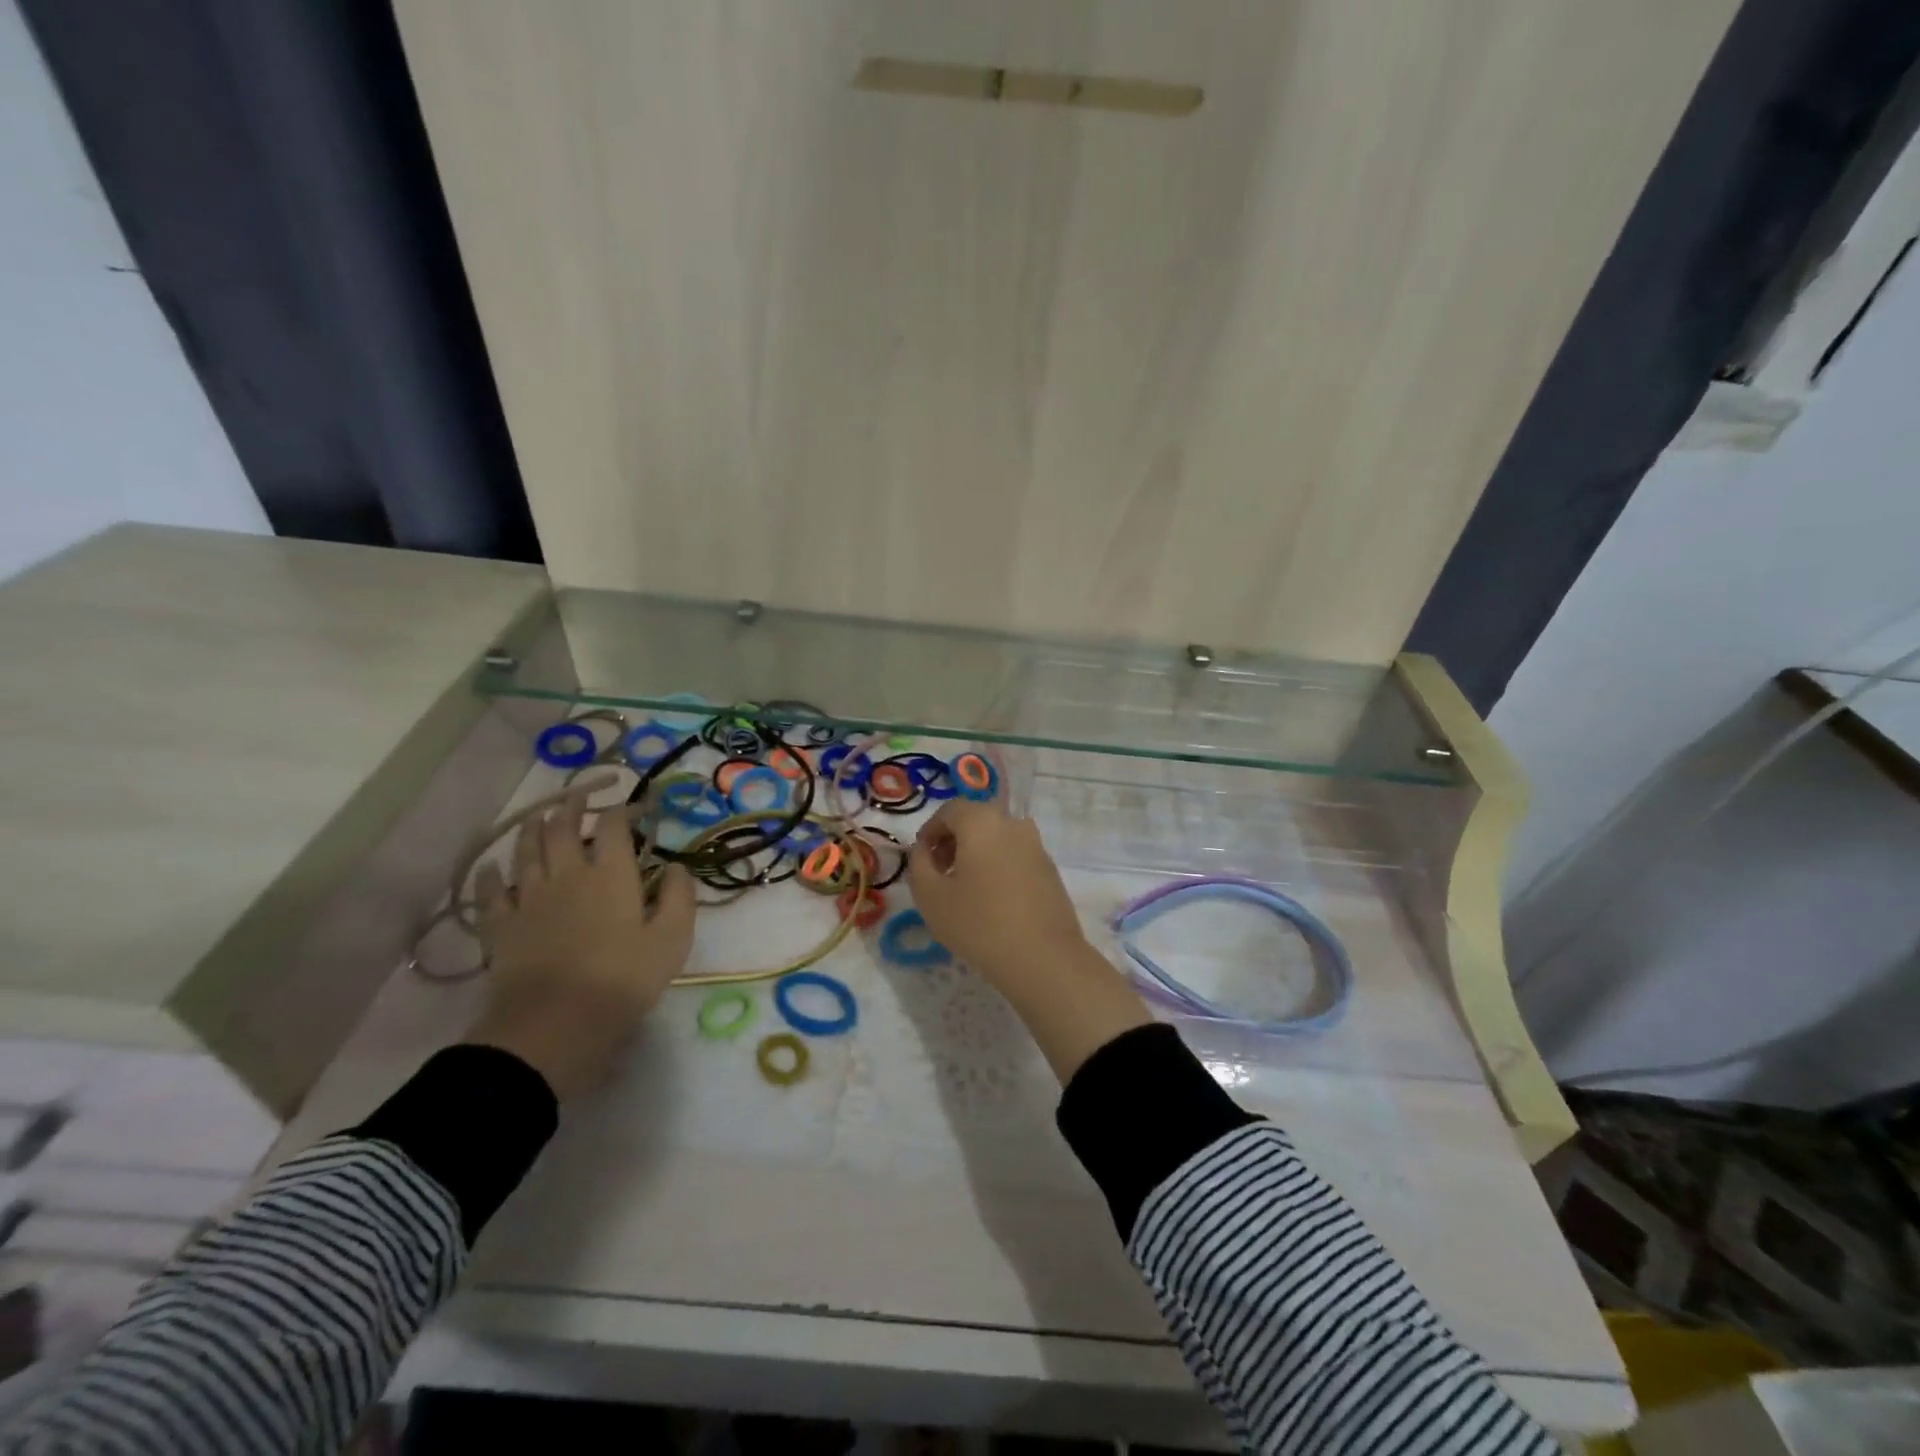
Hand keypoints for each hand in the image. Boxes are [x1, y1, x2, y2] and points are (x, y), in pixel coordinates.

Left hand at [466, 789, 694, 1100]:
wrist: (555, 1023)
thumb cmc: (623, 979)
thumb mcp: (672, 939)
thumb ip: (678, 896)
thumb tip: (674, 866)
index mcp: (611, 874)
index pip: (613, 826)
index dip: (622, 810)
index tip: (633, 807)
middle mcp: (567, 874)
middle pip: (562, 828)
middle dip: (571, 806)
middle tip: (578, 795)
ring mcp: (528, 898)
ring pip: (526, 850)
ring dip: (533, 827)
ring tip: (539, 815)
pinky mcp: (501, 926)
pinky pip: (491, 892)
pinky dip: (492, 875)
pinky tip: (492, 867)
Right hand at [909, 798, 1148, 1081]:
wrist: (1043, 957)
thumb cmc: (978, 923)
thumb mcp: (930, 896)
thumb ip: (918, 864)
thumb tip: (923, 850)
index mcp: (982, 821)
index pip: (950, 810)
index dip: (930, 830)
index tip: (921, 859)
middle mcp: (1013, 823)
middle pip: (975, 820)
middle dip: (953, 840)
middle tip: (939, 873)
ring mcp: (1036, 844)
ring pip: (997, 837)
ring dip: (976, 853)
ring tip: (964, 889)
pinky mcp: (1050, 868)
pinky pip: (1015, 855)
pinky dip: (998, 865)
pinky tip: (992, 900)